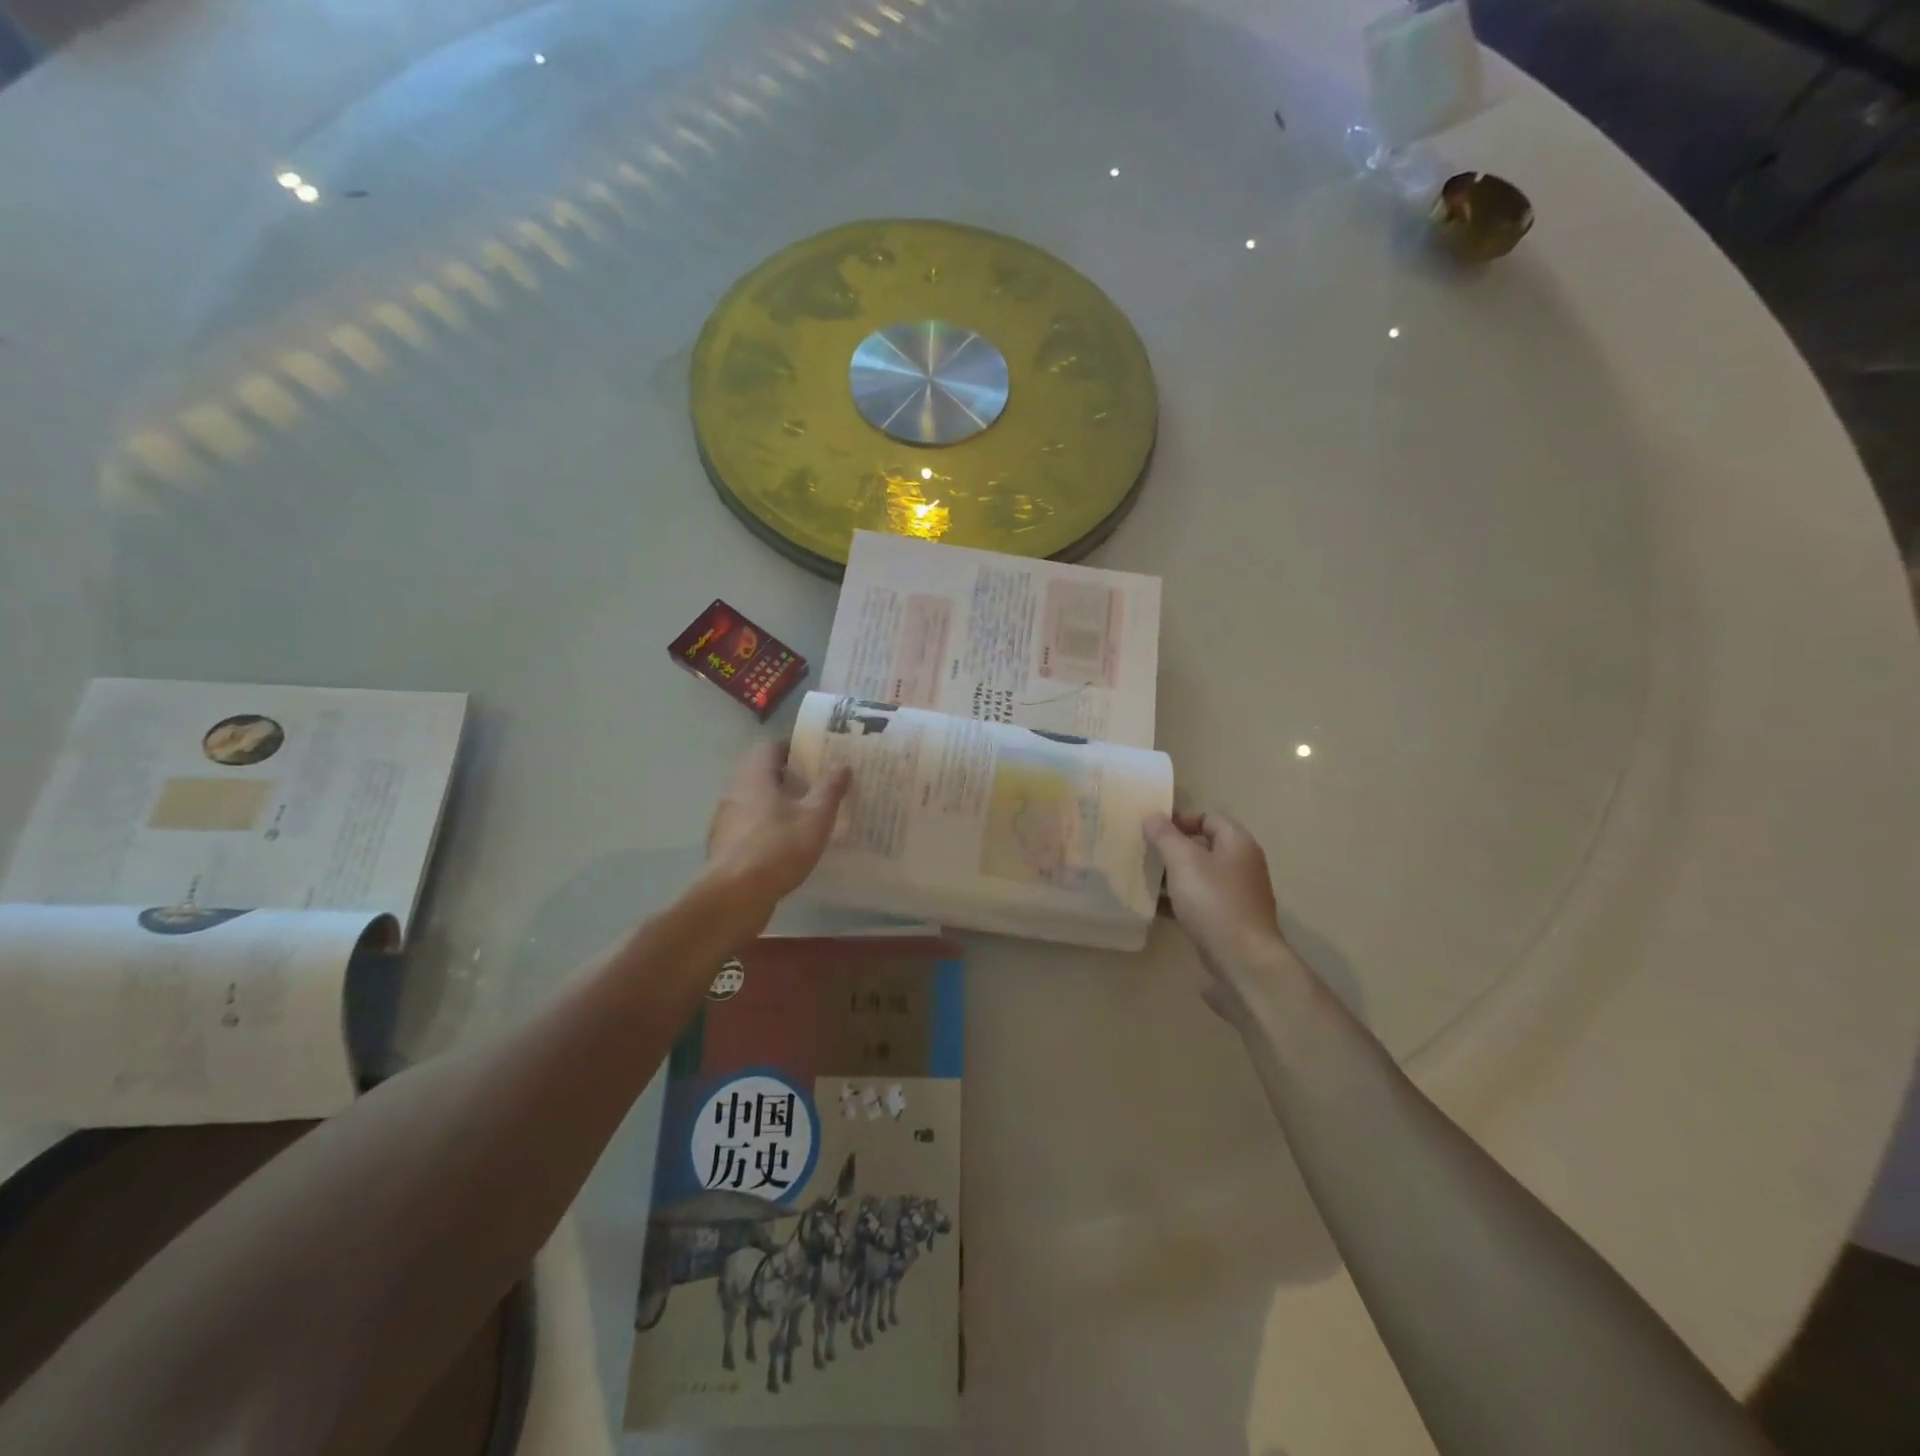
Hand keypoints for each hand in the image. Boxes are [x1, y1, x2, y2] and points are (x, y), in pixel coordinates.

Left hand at [706, 743, 851, 910]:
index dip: (793, 749)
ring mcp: (724, 819)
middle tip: (814, 785)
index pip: (770, 747)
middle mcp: (734, 790)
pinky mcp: (723, 844)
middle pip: (760, 772)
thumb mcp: (816, 817)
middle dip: (786, 776)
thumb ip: (830, 788)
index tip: (815, 758)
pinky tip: (783, 843)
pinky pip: (747, 824)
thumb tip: (842, 764)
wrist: (734, 896)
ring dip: (774, 802)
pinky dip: (764, 825)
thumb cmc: (778, 848)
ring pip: (752, 799)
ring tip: (803, 814)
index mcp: (754, 775)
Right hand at [1146, 810, 1294, 1024]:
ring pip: (1200, 876)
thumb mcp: (1184, 862)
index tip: (1153, 830)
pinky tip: (1155, 907)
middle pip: (1204, 847)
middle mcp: (1242, 866)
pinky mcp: (1228, 921)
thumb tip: (1153, 816)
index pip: (1210, 817)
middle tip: (1144, 853)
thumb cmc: (1215, 903)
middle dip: (1173, 849)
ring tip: (1144, 879)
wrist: (1243, 962)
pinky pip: (1200, 901)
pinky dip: (1179, 900)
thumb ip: (1165, 836)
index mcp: (1238, 844)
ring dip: (1173, 876)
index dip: (1181, 819)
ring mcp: (1237, 896)